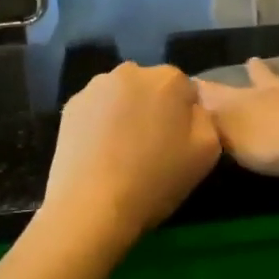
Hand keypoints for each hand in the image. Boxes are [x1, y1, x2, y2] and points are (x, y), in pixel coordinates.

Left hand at [43, 61, 220, 245]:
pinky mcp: (71, 105)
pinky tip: (100, 153)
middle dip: (155, 109)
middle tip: (151, 147)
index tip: (178, 143)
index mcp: (169, 79)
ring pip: (123, 96)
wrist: (91, 207)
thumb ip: (206, 118)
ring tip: (122, 152)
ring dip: (126, 113)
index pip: (186, 90)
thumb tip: (192, 109)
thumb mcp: (207, 152)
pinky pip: (97, 108)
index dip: (184, 118)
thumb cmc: (155, 180)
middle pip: (152, 87)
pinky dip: (101, 123)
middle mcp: (132, 71)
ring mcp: (96, 86)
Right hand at [195, 58, 278, 180]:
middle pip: (268, 77)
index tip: (198, 80)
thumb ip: (212, 116)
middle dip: (259, 70)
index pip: (225, 91)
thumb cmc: (272, 146)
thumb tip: (192, 95)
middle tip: (254, 60)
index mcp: (255, 98)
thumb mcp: (230, 135)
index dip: (210, 88)